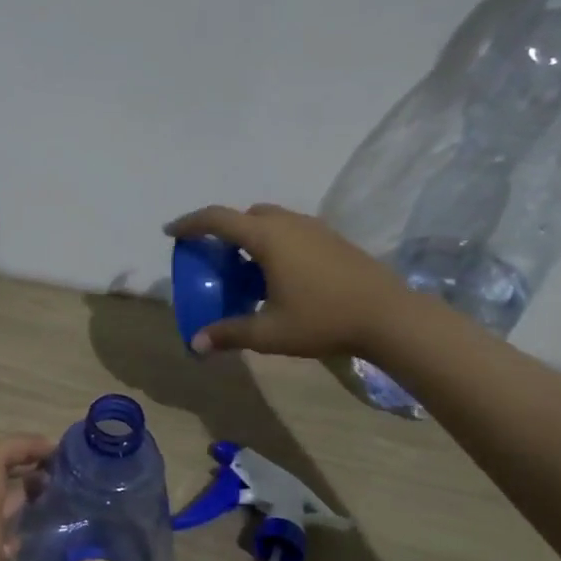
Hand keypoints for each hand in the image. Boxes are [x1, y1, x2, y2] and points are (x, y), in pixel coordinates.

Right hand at [165, 203, 420, 358]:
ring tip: (245, 270)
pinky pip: (291, 231)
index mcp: (268, 237)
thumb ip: (229, 333)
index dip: (190, 223)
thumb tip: (195, 345)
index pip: (218, 219)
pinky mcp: (333, 240)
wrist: (389, 316)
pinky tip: (279, 277)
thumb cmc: (323, 319)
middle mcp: (289, 224)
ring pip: (272, 221)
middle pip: (246, 216)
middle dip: (224, 231)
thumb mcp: (269, 332)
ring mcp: (315, 229)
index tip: (171, 232)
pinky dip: (274, 244)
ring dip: (251, 238)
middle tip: (213, 259)